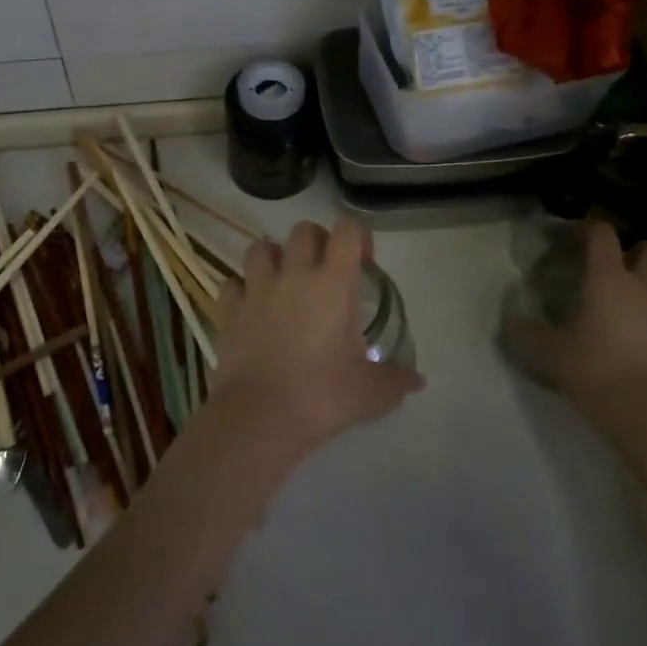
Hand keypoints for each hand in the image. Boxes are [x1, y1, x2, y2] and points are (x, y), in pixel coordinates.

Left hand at [208, 219, 423, 452]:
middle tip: (325, 270)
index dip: (357, 238)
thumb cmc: (323, 396)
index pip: (347, 231)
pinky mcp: (229, 310)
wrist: (260, 415)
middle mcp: (294, 274)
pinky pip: (232, 284)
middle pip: (303, 230)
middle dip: (317, 241)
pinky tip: (251, 308)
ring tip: (283, 280)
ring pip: (260, 247)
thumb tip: (417, 381)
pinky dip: (241, 289)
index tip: (363, 264)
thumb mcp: (371, 392)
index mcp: (333, 283)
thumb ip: (397, 380)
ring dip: (274, 256)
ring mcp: (257, 289)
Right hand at [505, 224, 646, 432]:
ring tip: (630, 310)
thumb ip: (528, 332)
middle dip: (636, 252)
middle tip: (616, 270)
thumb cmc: (595, 370)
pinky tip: (645, 342)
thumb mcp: (549, 353)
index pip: (602, 234)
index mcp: (607, 278)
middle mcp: (643, 286)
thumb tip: (514, 319)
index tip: (577, 237)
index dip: (590, 229)